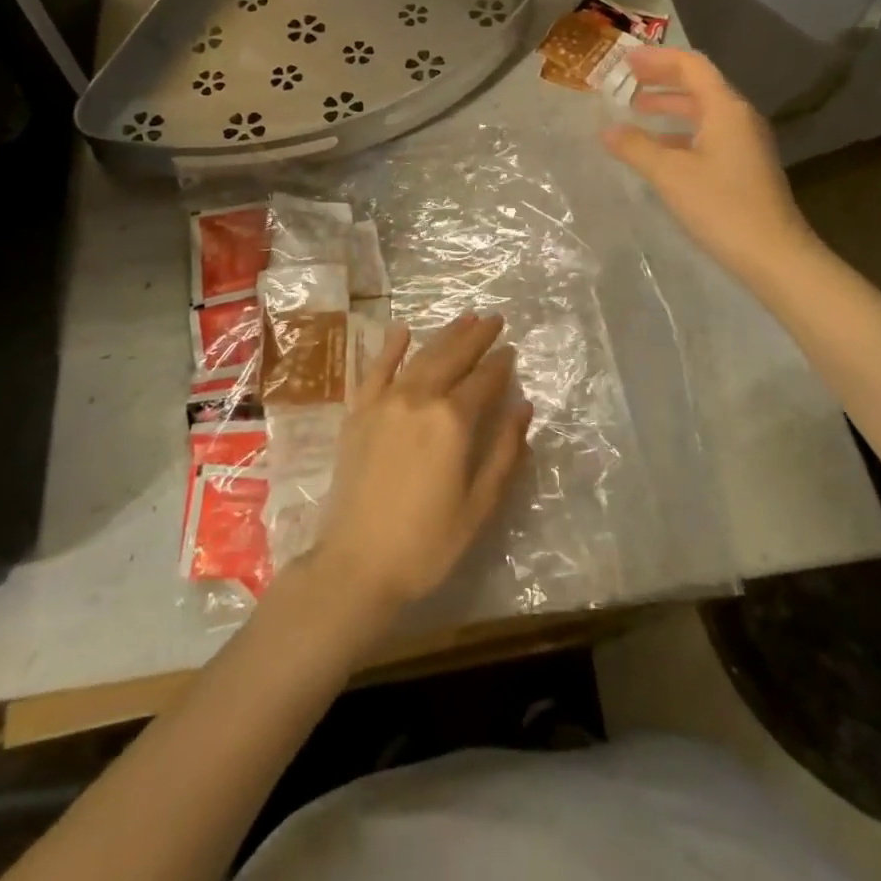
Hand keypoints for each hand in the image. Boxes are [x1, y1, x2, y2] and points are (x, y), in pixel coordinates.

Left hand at [311, 314, 530, 616]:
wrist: (357, 563)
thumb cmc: (427, 542)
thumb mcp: (479, 505)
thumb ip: (504, 452)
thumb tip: (523, 407)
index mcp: (452, 421)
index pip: (484, 381)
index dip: (501, 364)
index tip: (512, 350)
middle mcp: (419, 399)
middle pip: (453, 357)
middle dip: (476, 336)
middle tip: (493, 319)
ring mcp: (385, 402)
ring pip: (421, 357)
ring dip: (444, 335)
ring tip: (464, 317)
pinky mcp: (359, 412)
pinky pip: (376, 369)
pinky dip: (390, 347)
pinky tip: (401, 330)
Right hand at [602, 46, 821, 286]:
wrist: (773, 254)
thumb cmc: (721, 206)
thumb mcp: (670, 174)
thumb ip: (636, 147)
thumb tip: (607, 130)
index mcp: (725, 109)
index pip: (691, 67)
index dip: (657, 59)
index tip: (625, 60)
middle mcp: (738, 118)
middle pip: (698, 85)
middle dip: (661, 80)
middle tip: (625, 81)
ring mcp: (744, 143)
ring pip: (702, 112)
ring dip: (669, 107)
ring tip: (636, 111)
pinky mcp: (743, 166)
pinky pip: (707, 134)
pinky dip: (679, 132)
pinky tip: (658, 149)